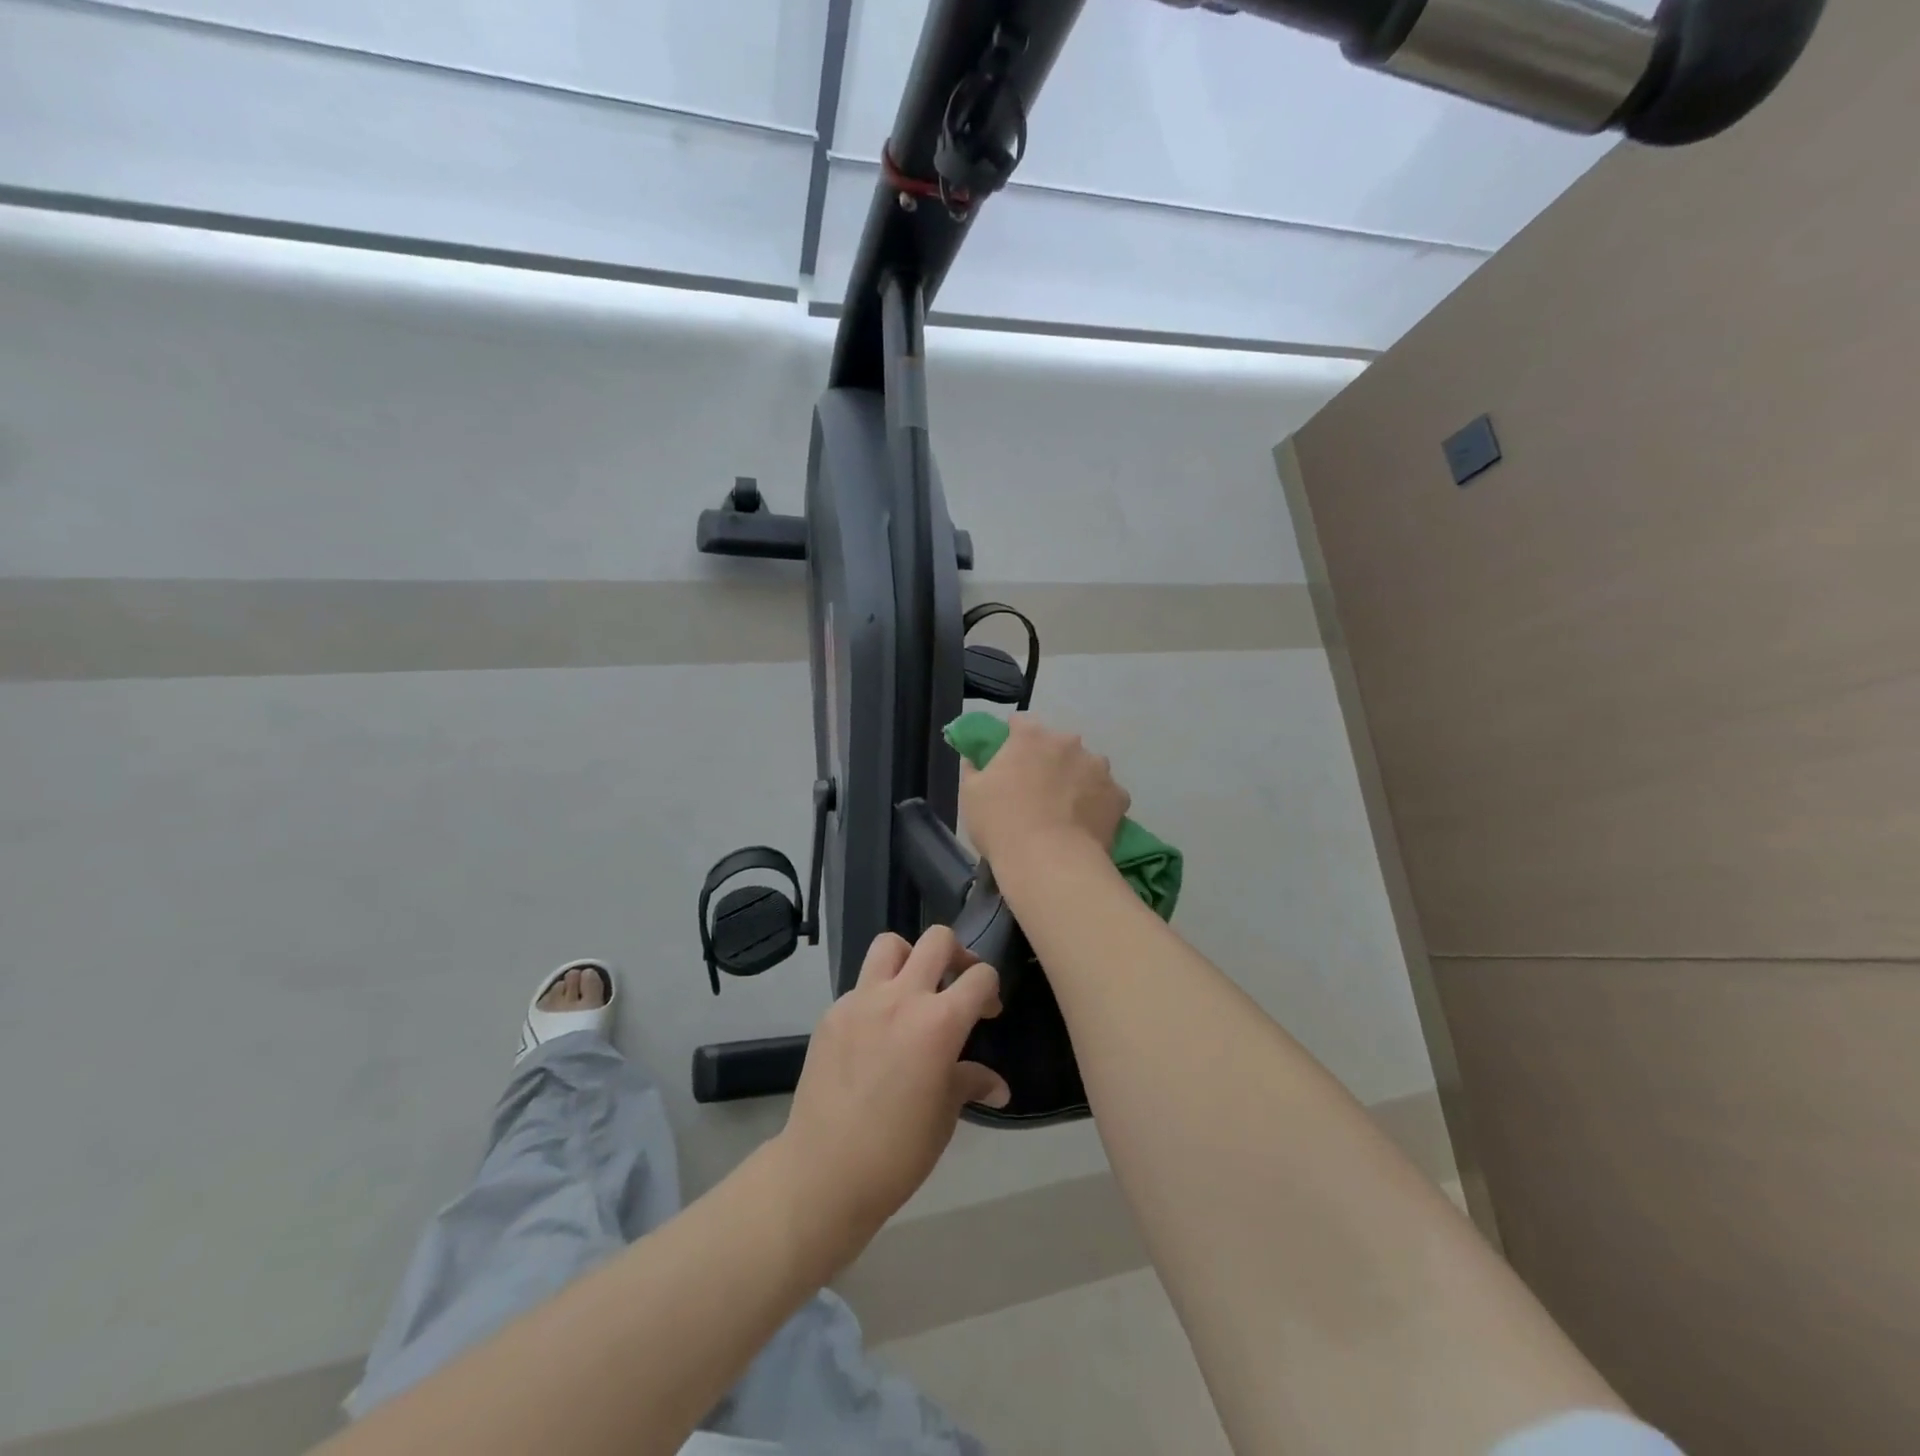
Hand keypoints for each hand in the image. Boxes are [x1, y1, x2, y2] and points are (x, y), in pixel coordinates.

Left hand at [777, 927, 1011, 1268]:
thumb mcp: (944, 1116)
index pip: (979, 976)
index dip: (990, 989)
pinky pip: (861, 984)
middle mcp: (901, 997)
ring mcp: (861, 1000)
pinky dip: (876, 994)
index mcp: (939, 1022)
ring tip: (913, 990)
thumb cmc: (898, 1151)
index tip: (987, 1012)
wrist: (824, 1171)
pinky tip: (876, 1032)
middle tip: (956, 984)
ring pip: (890, 944)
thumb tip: (998, 1087)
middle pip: (937, 939)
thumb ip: (969, 1083)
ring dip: (910, 957)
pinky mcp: (832, 1013)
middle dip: (956, 954)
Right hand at [960, 715, 1130, 866]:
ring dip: (1077, 780)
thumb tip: (974, 758)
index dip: (1013, 737)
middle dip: (1049, 760)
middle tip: (1036, 790)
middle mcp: (1069, 743)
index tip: (1008, 757)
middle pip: (1058, 745)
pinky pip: (1106, 795)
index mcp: (1031, 737)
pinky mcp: (1119, 796)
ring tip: (1065, 811)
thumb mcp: (970, 794)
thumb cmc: (1001, 823)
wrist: (1049, 862)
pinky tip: (1085, 825)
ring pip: (1086, 767)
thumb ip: (973, 767)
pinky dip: (1097, 805)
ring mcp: (1098, 768)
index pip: (1021, 723)